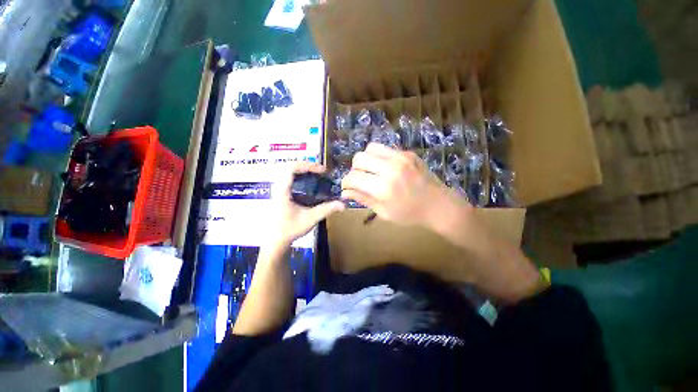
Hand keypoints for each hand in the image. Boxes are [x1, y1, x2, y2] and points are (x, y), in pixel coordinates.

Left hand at [267, 162, 344, 246]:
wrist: (275, 241)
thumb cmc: (290, 229)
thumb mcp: (310, 219)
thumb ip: (327, 210)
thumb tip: (343, 204)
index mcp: (282, 190)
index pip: (291, 168)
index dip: (308, 165)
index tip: (321, 170)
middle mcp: (278, 187)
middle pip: (289, 166)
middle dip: (306, 166)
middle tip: (320, 171)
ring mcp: (277, 190)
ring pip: (287, 171)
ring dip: (302, 170)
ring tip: (316, 175)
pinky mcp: (279, 194)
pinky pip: (288, 178)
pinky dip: (299, 176)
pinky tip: (308, 184)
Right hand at [341, 143, 470, 227]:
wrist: (439, 206)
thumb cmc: (410, 214)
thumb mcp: (384, 212)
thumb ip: (363, 199)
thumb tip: (344, 192)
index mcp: (383, 188)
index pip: (353, 177)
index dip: (346, 182)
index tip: (347, 187)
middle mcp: (390, 169)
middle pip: (359, 158)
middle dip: (354, 169)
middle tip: (360, 179)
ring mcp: (400, 158)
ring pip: (370, 148)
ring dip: (366, 160)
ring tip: (371, 171)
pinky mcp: (408, 153)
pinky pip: (385, 149)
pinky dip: (379, 157)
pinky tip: (385, 168)